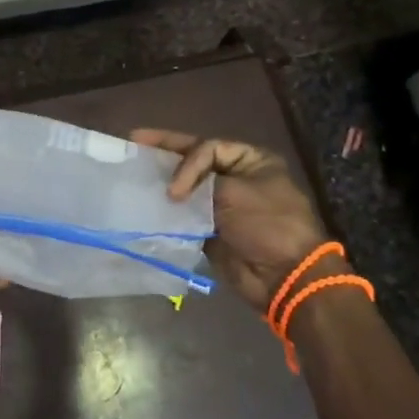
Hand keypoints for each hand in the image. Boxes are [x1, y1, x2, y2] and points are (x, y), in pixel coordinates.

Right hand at [131, 130, 335, 313]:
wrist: (284, 277)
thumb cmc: (266, 225)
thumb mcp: (234, 192)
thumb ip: (200, 182)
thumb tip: (173, 192)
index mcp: (251, 161)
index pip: (208, 148)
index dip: (185, 161)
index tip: (175, 189)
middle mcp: (237, 178)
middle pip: (195, 161)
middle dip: (166, 153)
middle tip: (134, 141)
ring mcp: (224, 205)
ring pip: (188, 188)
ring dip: (165, 182)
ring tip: (134, 173)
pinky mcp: (213, 230)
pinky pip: (186, 215)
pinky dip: (169, 211)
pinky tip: (146, 205)